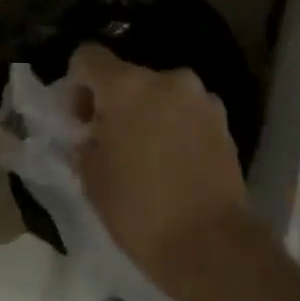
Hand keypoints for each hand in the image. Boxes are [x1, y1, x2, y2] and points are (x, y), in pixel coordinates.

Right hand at [66, 45, 249, 285]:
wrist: (210, 244)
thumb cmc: (138, 210)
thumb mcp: (91, 176)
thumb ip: (85, 141)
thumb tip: (92, 132)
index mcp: (127, 86)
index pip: (88, 57)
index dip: (77, 85)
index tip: (80, 121)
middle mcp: (167, 79)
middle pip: (127, 76)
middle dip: (114, 102)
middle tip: (110, 142)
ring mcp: (201, 98)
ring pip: (160, 94)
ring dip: (147, 113)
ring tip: (145, 156)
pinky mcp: (223, 121)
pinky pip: (186, 112)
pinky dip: (174, 126)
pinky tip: (173, 163)